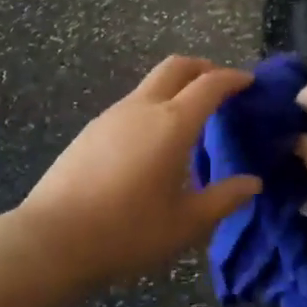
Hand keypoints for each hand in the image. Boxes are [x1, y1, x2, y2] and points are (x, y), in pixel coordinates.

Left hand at [10, 57, 262, 292]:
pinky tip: (155, 141)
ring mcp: (112, 115)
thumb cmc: (128, 231)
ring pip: (151, 84)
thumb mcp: (186, 223)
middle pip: (177, 67)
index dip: (233, 78)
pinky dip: (154, 106)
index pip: (210, 84)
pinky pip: (132, 104)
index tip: (249, 82)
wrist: (53, 239)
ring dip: (176, 87)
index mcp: (172, 123)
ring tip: (192, 118)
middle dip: (204, 68)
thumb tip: (252, 183)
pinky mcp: (92, 129)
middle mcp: (143, 107)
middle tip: (222, 85)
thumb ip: (224, 199)